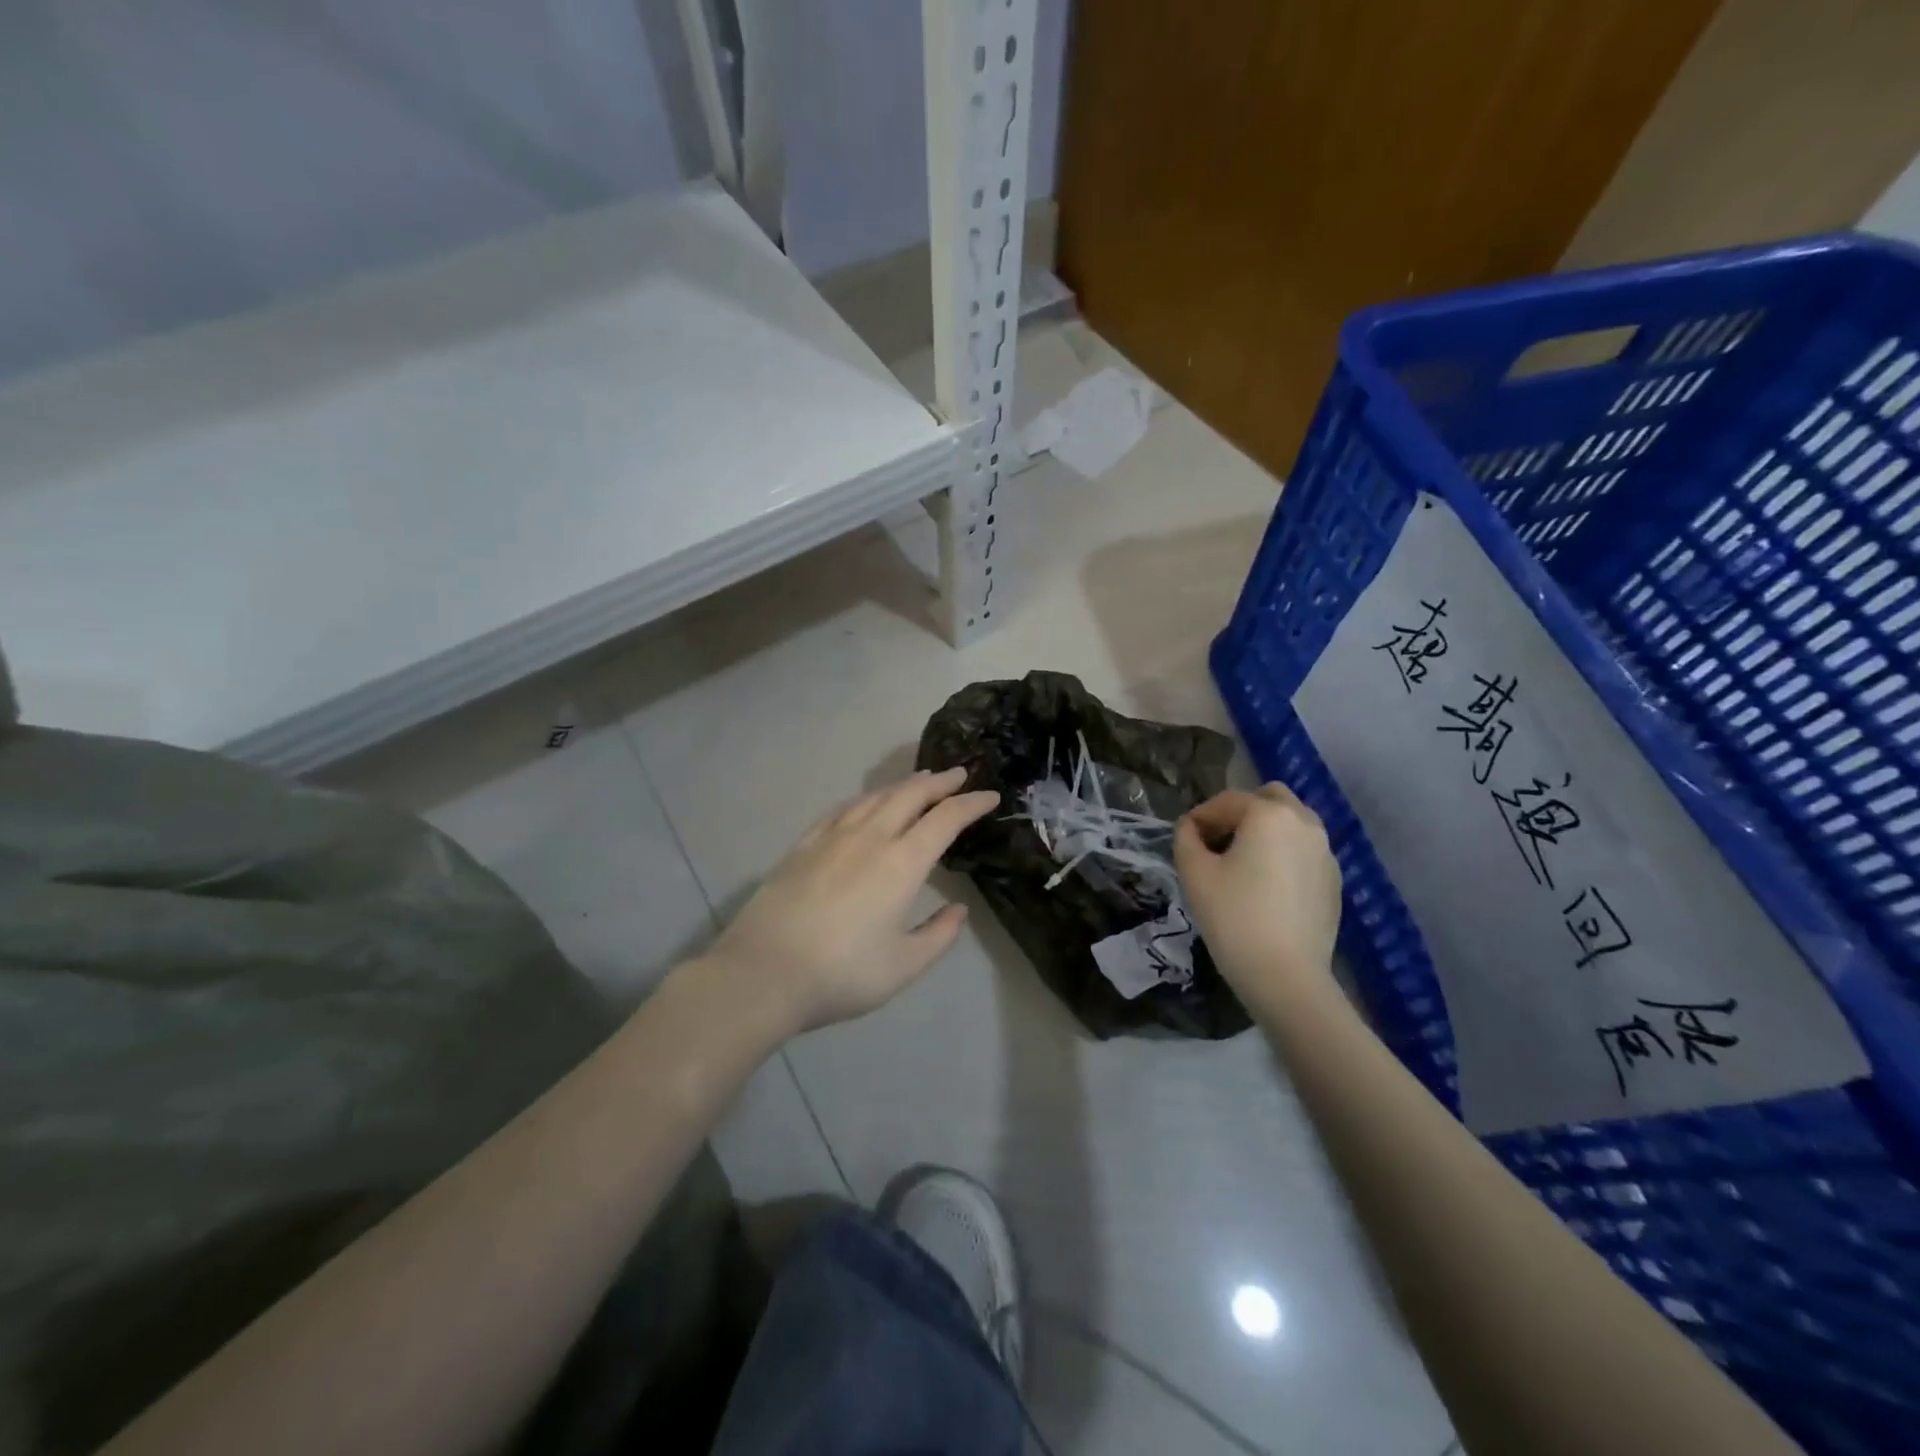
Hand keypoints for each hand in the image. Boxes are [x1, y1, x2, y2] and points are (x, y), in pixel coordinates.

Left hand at [704, 768, 999, 1034]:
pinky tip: (866, 804)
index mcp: (902, 863)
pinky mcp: (803, 845)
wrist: (763, 972)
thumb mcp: (904, 966)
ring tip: (919, 782)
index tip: (990, 795)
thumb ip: (938, 935)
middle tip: (959, 774)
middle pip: (910, 795)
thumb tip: (958, 910)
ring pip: (875, 797)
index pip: (945, 819)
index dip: (971, 803)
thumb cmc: (841, 973)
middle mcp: (870, 837)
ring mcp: (832, 837)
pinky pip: (842, 810)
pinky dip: (865, 800)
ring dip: (904, 785)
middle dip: (939, 782)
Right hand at [1174, 783, 1341, 1011]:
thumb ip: (1186, 838)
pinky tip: (1266, 887)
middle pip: (1269, 798)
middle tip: (1218, 842)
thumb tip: (1190, 828)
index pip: (1226, 801)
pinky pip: (1304, 852)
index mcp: (1269, 814)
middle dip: (1240, 813)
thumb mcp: (1194, 873)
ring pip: (1291, 824)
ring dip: (1265, 831)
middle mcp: (1304, 823)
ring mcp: (1326, 852)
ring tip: (1242, 864)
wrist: (1286, 976)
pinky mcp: (1334, 881)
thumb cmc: (1233, 917)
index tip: (1184, 838)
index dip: (1199, 817)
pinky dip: (1284, 855)